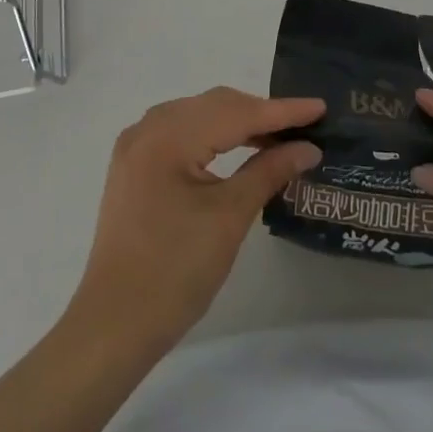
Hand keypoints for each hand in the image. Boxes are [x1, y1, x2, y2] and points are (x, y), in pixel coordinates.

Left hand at [67, 87, 323, 357]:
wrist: (112, 326)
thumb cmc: (175, 273)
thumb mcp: (229, 217)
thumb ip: (269, 171)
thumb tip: (307, 148)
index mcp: (168, 136)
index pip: (235, 112)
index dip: (281, 111)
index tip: (320, 106)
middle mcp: (148, 128)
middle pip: (215, 105)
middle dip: (260, 113)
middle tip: (303, 124)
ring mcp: (136, 145)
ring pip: (198, 115)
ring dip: (237, 121)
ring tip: (277, 135)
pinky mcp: (134, 164)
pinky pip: (181, 131)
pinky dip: (213, 134)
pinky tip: (236, 146)